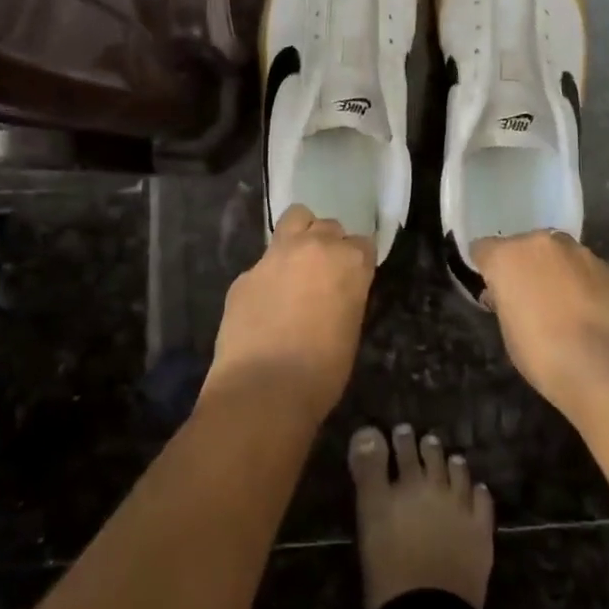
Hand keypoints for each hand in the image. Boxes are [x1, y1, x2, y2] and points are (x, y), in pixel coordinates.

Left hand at [202, 205, 373, 423]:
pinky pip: (263, 263)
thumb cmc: (321, 372)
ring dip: (300, 235)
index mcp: (349, 262)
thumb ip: (346, 297)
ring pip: (294, 219)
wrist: (262, 390)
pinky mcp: (245, 273)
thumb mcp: (350, 330)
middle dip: (329, 244)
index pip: (363, 244)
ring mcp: (275, 255)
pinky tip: (265, 305)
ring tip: (296, 266)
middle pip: (329, 226)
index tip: (353, 280)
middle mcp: (314, 247)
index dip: (358, 263)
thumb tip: (336, 293)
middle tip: (324, 274)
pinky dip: (268, 276)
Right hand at [473, 231, 608, 417]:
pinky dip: (585, 284)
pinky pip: (587, 270)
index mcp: (508, 256)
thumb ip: (506, 303)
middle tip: (531, 299)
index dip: (487, 268)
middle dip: (525, 266)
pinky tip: (592, 315)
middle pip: (525, 247)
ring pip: (559, 255)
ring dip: (557, 272)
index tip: (493, 289)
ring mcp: (580, 252)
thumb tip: (510, 296)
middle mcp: (542, 243)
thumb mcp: (510, 333)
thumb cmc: (545, 356)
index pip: (484, 249)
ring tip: (566, 308)